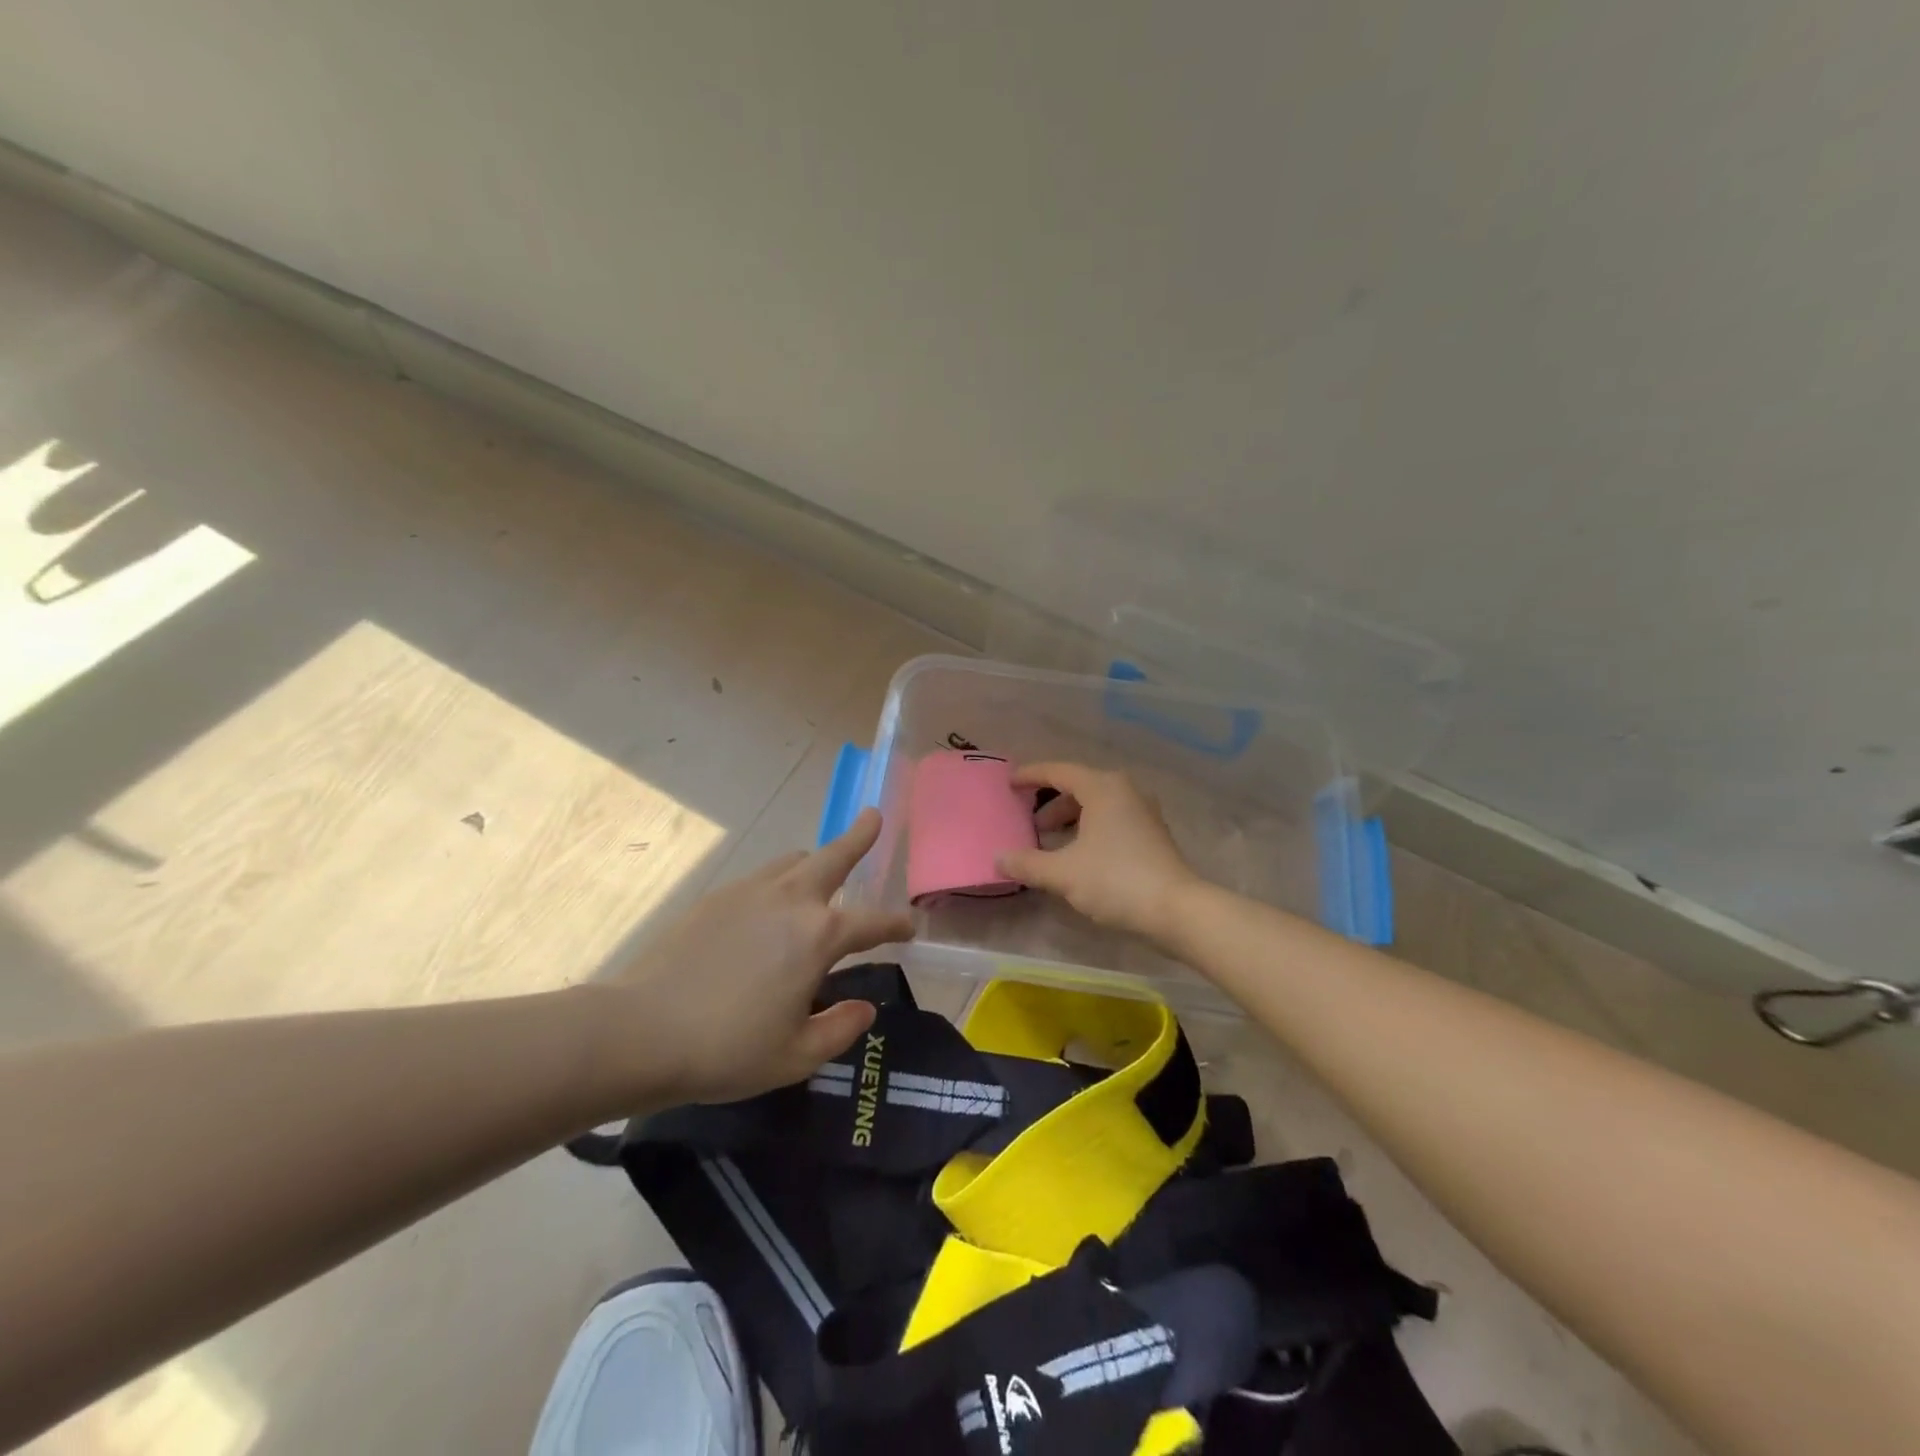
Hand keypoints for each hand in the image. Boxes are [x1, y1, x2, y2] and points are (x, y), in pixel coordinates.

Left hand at [603, 809, 911, 1103]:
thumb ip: (840, 1029)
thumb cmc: (727, 1049)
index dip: (896, 925)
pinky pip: (761, 878)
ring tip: (821, 876)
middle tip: (873, 817)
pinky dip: (779, 883)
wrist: (640, 1030)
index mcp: (819, 935)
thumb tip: (864, 1007)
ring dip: (816, 863)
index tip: (909, 928)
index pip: (873, 922)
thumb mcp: (796, 1056)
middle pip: (834, 855)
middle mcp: (790, 900)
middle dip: (859, 836)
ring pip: (794, 861)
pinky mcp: (716, 897)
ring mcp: (749, 892)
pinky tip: (768, 912)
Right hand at [996, 763, 1200, 941]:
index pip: (1059, 771)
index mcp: (1102, 788)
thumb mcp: (1063, 873)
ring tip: (1052, 843)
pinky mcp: (1153, 834)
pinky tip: (1080, 855)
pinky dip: (1090, 829)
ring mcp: (1143, 812)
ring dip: (1072, 819)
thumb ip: (1027, 863)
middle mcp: (1125, 791)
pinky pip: (1112, 820)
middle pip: (1079, 787)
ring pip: (1097, 805)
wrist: (1177, 909)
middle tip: (1031, 823)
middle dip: (1051, 803)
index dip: (1031, 775)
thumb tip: (999, 859)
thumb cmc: (1116, 880)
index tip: (1010, 783)